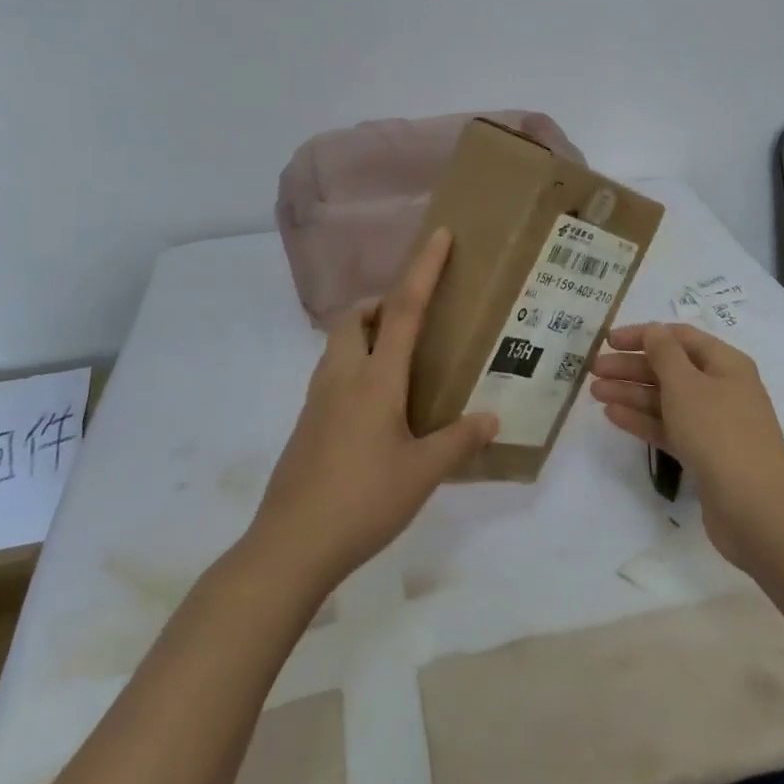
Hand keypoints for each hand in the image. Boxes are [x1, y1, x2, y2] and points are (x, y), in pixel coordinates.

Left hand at [250, 227, 498, 593]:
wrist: (291, 546)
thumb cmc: (363, 501)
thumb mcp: (421, 474)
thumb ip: (458, 441)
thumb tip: (491, 418)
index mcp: (375, 380)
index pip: (403, 310)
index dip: (423, 269)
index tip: (440, 237)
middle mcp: (342, 377)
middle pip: (354, 317)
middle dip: (381, 304)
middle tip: (413, 322)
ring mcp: (317, 399)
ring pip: (338, 344)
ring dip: (366, 334)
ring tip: (400, 363)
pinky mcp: (306, 422)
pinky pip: (332, 373)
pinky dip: (355, 365)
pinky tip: (377, 407)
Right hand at [592, 322, 783, 566]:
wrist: (753, 506)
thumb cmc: (717, 431)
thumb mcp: (686, 383)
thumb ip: (664, 353)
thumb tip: (653, 330)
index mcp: (725, 363)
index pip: (679, 337)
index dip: (643, 335)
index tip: (608, 340)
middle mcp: (721, 388)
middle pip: (669, 368)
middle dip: (631, 366)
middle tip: (594, 369)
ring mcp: (713, 423)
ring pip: (665, 399)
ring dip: (631, 393)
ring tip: (595, 392)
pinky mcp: (703, 454)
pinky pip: (668, 427)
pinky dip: (642, 419)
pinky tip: (613, 416)